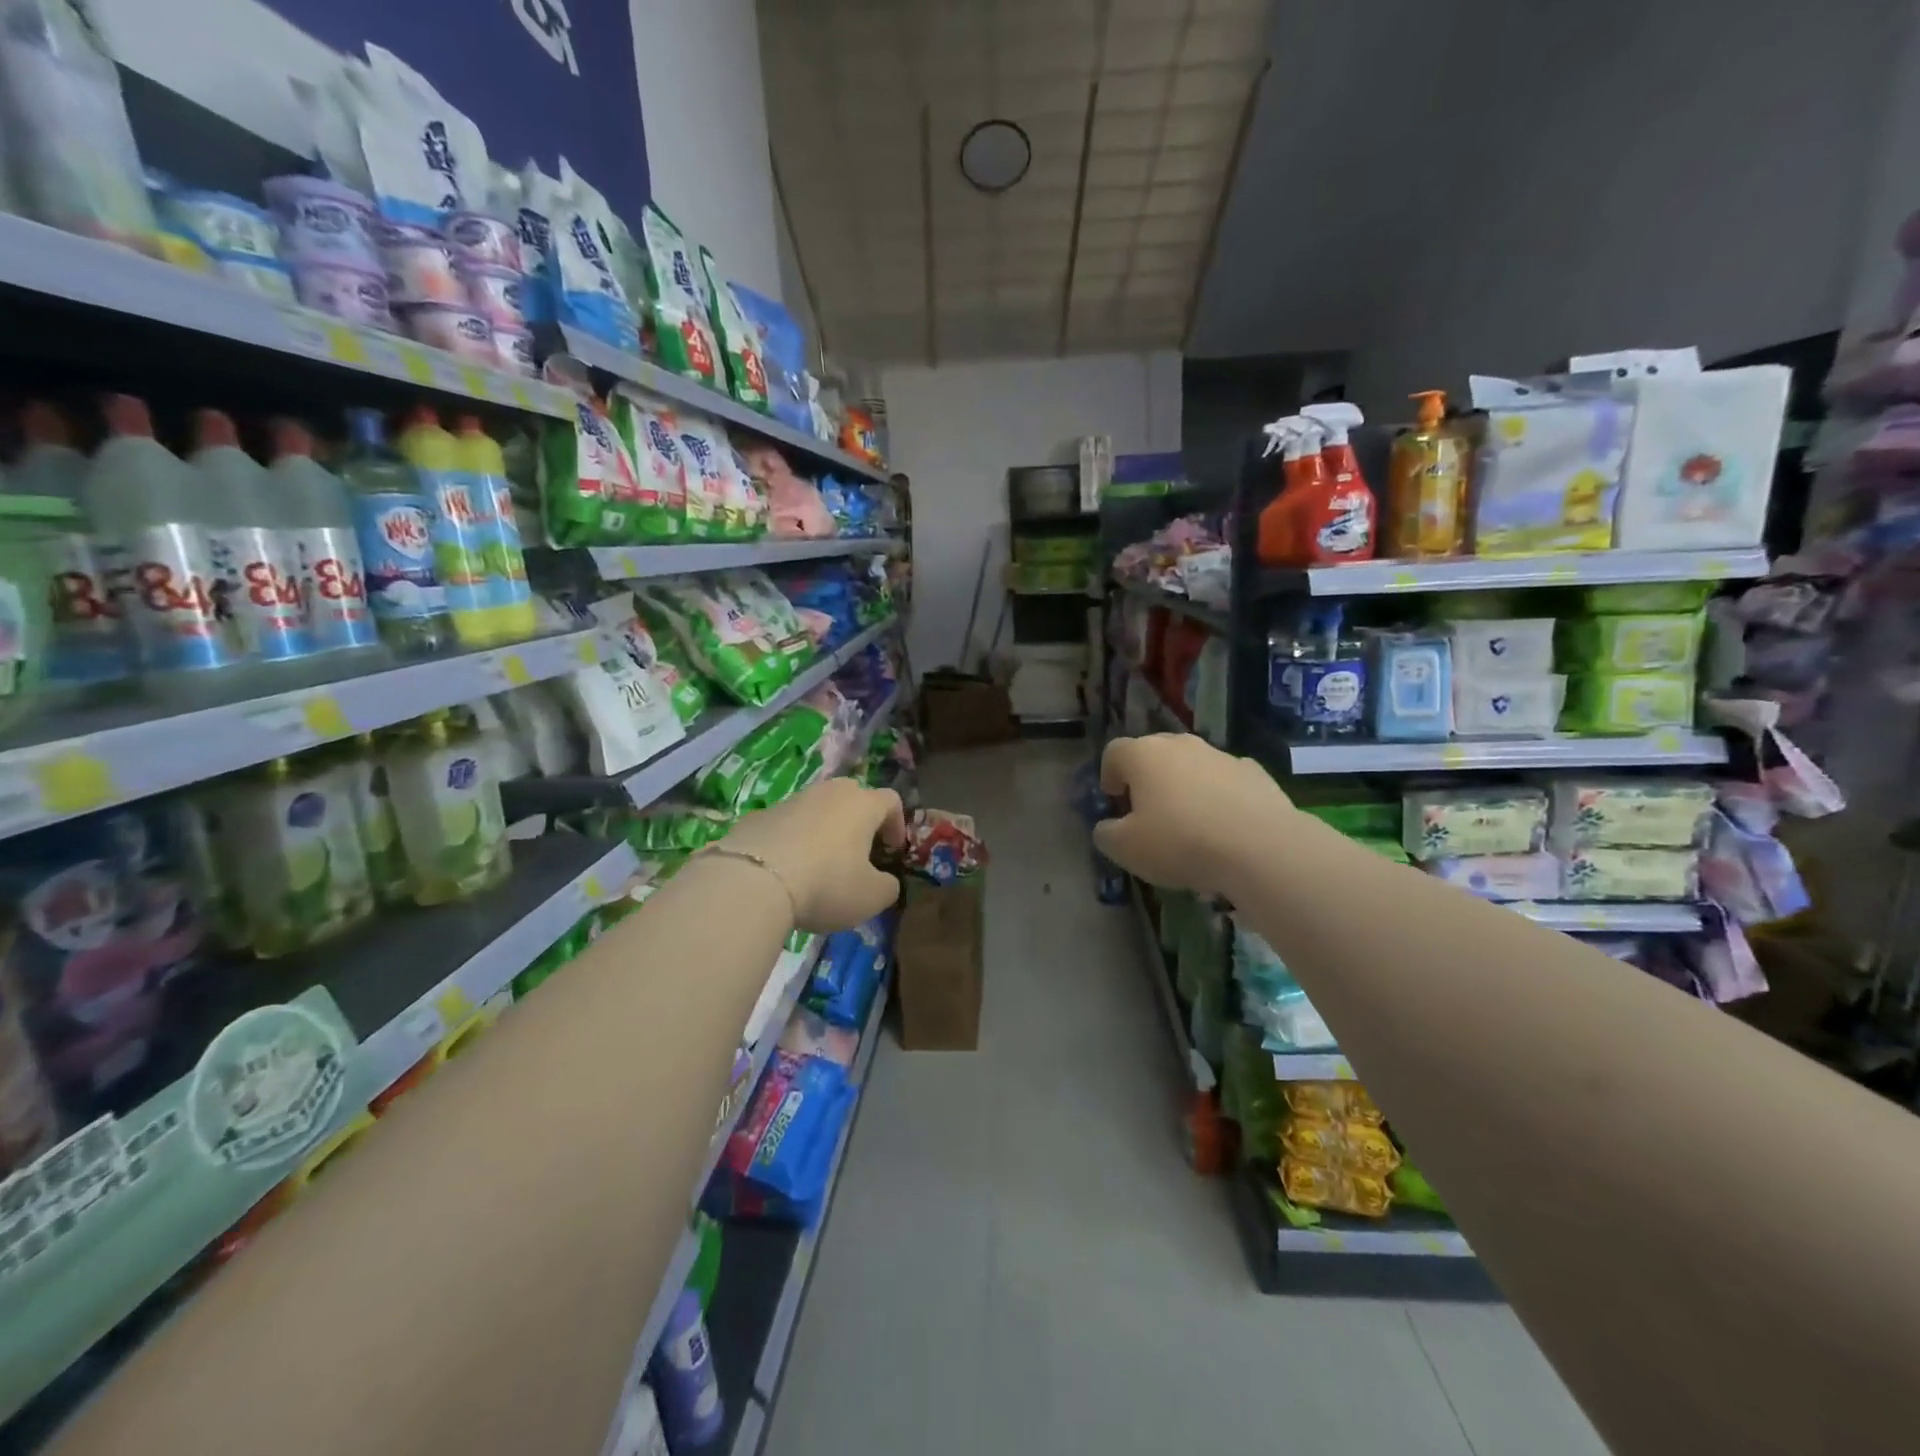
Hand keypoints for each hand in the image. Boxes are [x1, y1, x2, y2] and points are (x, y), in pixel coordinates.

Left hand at [724, 778, 907, 932]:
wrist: (753, 880)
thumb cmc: (826, 884)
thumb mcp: (871, 897)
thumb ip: (888, 887)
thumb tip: (885, 881)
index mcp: (862, 804)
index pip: (891, 800)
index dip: (897, 824)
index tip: (891, 851)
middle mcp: (829, 792)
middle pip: (853, 796)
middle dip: (859, 821)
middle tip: (858, 853)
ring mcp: (791, 800)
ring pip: (817, 808)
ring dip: (824, 830)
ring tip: (819, 864)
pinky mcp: (759, 815)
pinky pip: (787, 824)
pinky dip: (793, 840)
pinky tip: (786, 870)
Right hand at [1093, 734, 1295, 896]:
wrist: (1261, 847)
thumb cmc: (1180, 842)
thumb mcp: (1126, 849)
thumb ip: (1106, 834)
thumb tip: (1107, 827)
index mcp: (1143, 755)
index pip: (1114, 752)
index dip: (1109, 775)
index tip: (1115, 801)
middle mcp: (1181, 745)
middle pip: (1154, 754)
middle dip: (1148, 779)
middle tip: (1149, 813)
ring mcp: (1221, 755)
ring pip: (1193, 767)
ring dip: (1185, 788)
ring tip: (1191, 826)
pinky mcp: (1256, 773)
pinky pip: (1226, 782)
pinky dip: (1220, 797)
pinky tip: (1225, 828)